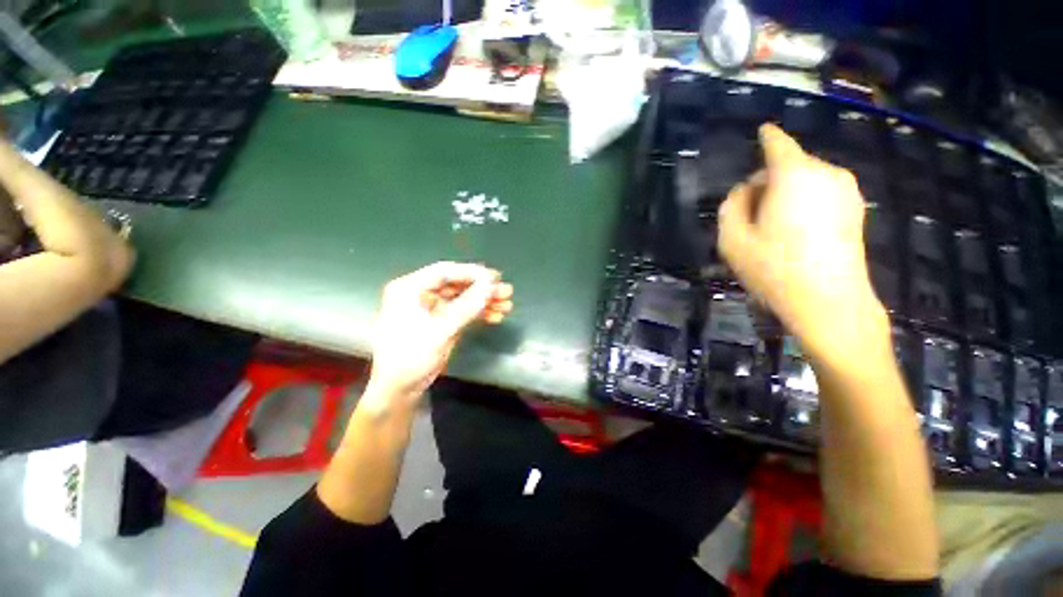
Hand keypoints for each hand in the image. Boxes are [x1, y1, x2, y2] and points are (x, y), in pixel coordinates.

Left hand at [364, 262, 512, 408]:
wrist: (400, 389)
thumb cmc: (410, 356)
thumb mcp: (439, 331)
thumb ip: (466, 307)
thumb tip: (490, 286)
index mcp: (410, 288)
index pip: (444, 272)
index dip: (471, 273)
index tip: (495, 278)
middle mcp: (421, 293)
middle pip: (457, 284)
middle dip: (482, 289)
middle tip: (506, 291)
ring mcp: (432, 308)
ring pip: (463, 298)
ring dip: (484, 301)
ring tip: (507, 304)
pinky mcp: (442, 321)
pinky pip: (463, 311)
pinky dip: (479, 313)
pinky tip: (496, 316)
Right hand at [717, 124, 889, 364]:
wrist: (829, 301)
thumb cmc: (774, 268)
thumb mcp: (732, 239)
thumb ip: (731, 206)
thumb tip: (745, 190)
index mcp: (793, 175)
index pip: (777, 144)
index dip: (767, 137)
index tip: (763, 131)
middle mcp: (825, 173)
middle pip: (789, 165)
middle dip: (767, 182)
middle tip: (750, 214)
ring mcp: (846, 191)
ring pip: (805, 181)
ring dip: (785, 194)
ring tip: (772, 228)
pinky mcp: (856, 210)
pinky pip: (821, 195)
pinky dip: (804, 204)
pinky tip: (795, 234)